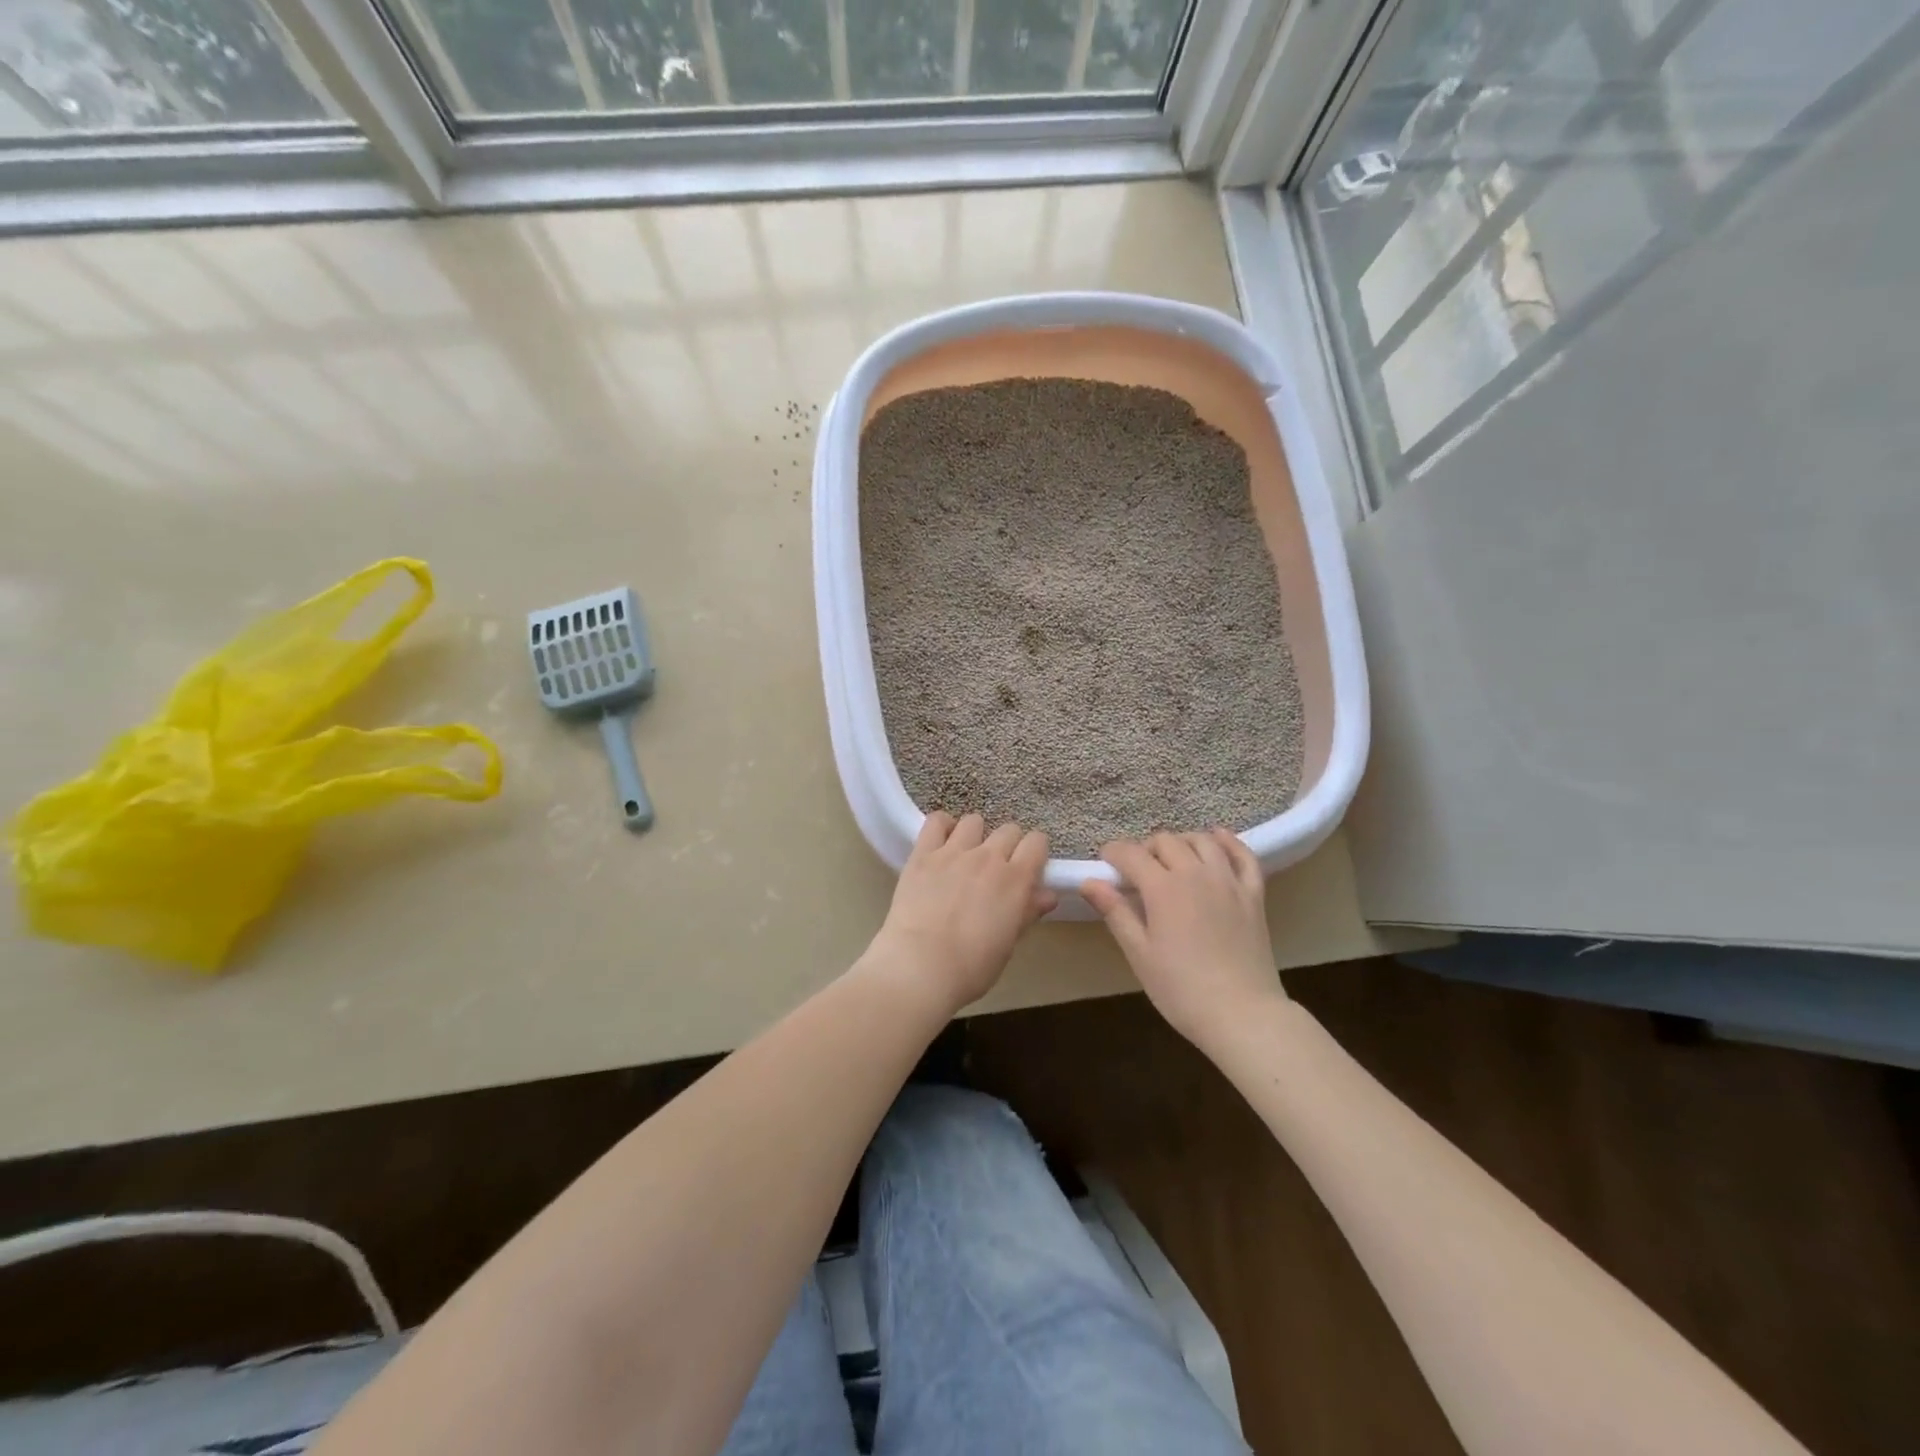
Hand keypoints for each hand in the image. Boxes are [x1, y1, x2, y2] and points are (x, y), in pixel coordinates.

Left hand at [868, 812, 1056, 1015]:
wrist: (920, 967)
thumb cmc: (971, 967)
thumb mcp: (1008, 944)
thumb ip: (1027, 913)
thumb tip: (1047, 895)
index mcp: (1015, 880)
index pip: (1037, 842)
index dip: (1035, 852)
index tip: (1028, 867)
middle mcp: (988, 857)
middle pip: (1008, 830)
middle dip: (1008, 845)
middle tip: (997, 868)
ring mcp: (953, 851)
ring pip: (974, 821)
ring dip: (975, 835)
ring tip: (966, 855)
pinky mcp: (923, 854)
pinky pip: (936, 821)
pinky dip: (942, 827)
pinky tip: (941, 844)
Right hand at [1082, 829, 1285, 1049]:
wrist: (1242, 1014)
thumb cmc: (1182, 989)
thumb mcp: (1139, 954)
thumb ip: (1115, 912)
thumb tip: (1089, 882)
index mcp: (1163, 888)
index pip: (1131, 854)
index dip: (1114, 852)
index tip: (1105, 861)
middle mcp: (1196, 874)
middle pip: (1166, 841)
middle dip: (1145, 848)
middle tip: (1136, 870)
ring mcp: (1229, 881)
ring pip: (1202, 841)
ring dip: (1181, 842)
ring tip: (1171, 858)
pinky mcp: (1253, 894)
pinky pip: (1243, 856)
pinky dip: (1229, 842)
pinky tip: (1217, 839)